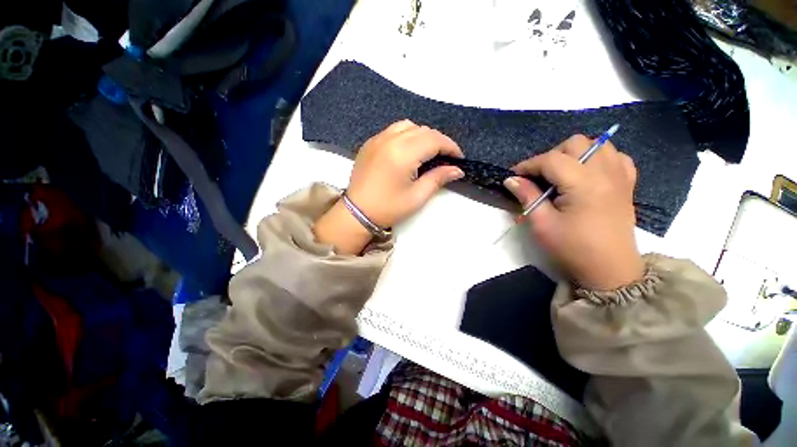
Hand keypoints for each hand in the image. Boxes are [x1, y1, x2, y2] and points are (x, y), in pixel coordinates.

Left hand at [314, 120, 463, 253]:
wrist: (357, 213)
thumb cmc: (388, 208)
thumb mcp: (417, 196)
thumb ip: (438, 178)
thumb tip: (457, 170)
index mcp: (403, 153)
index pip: (434, 140)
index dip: (450, 146)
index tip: (458, 158)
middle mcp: (390, 139)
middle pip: (422, 130)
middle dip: (438, 141)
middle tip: (445, 157)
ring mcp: (377, 139)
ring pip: (407, 126)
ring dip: (422, 135)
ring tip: (427, 152)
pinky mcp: (369, 143)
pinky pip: (393, 130)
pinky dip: (406, 135)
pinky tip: (408, 150)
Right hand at [503, 135, 643, 289]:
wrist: (609, 270)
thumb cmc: (572, 248)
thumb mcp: (542, 224)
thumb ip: (527, 196)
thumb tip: (510, 180)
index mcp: (584, 184)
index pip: (552, 159)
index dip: (528, 165)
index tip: (514, 175)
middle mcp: (606, 173)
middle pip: (577, 143)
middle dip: (551, 155)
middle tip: (539, 176)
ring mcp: (620, 177)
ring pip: (598, 144)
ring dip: (575, 153)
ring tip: (562, 173)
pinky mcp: (627, 184)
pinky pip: (616, 157)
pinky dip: (599, 158)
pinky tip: (588, 173)